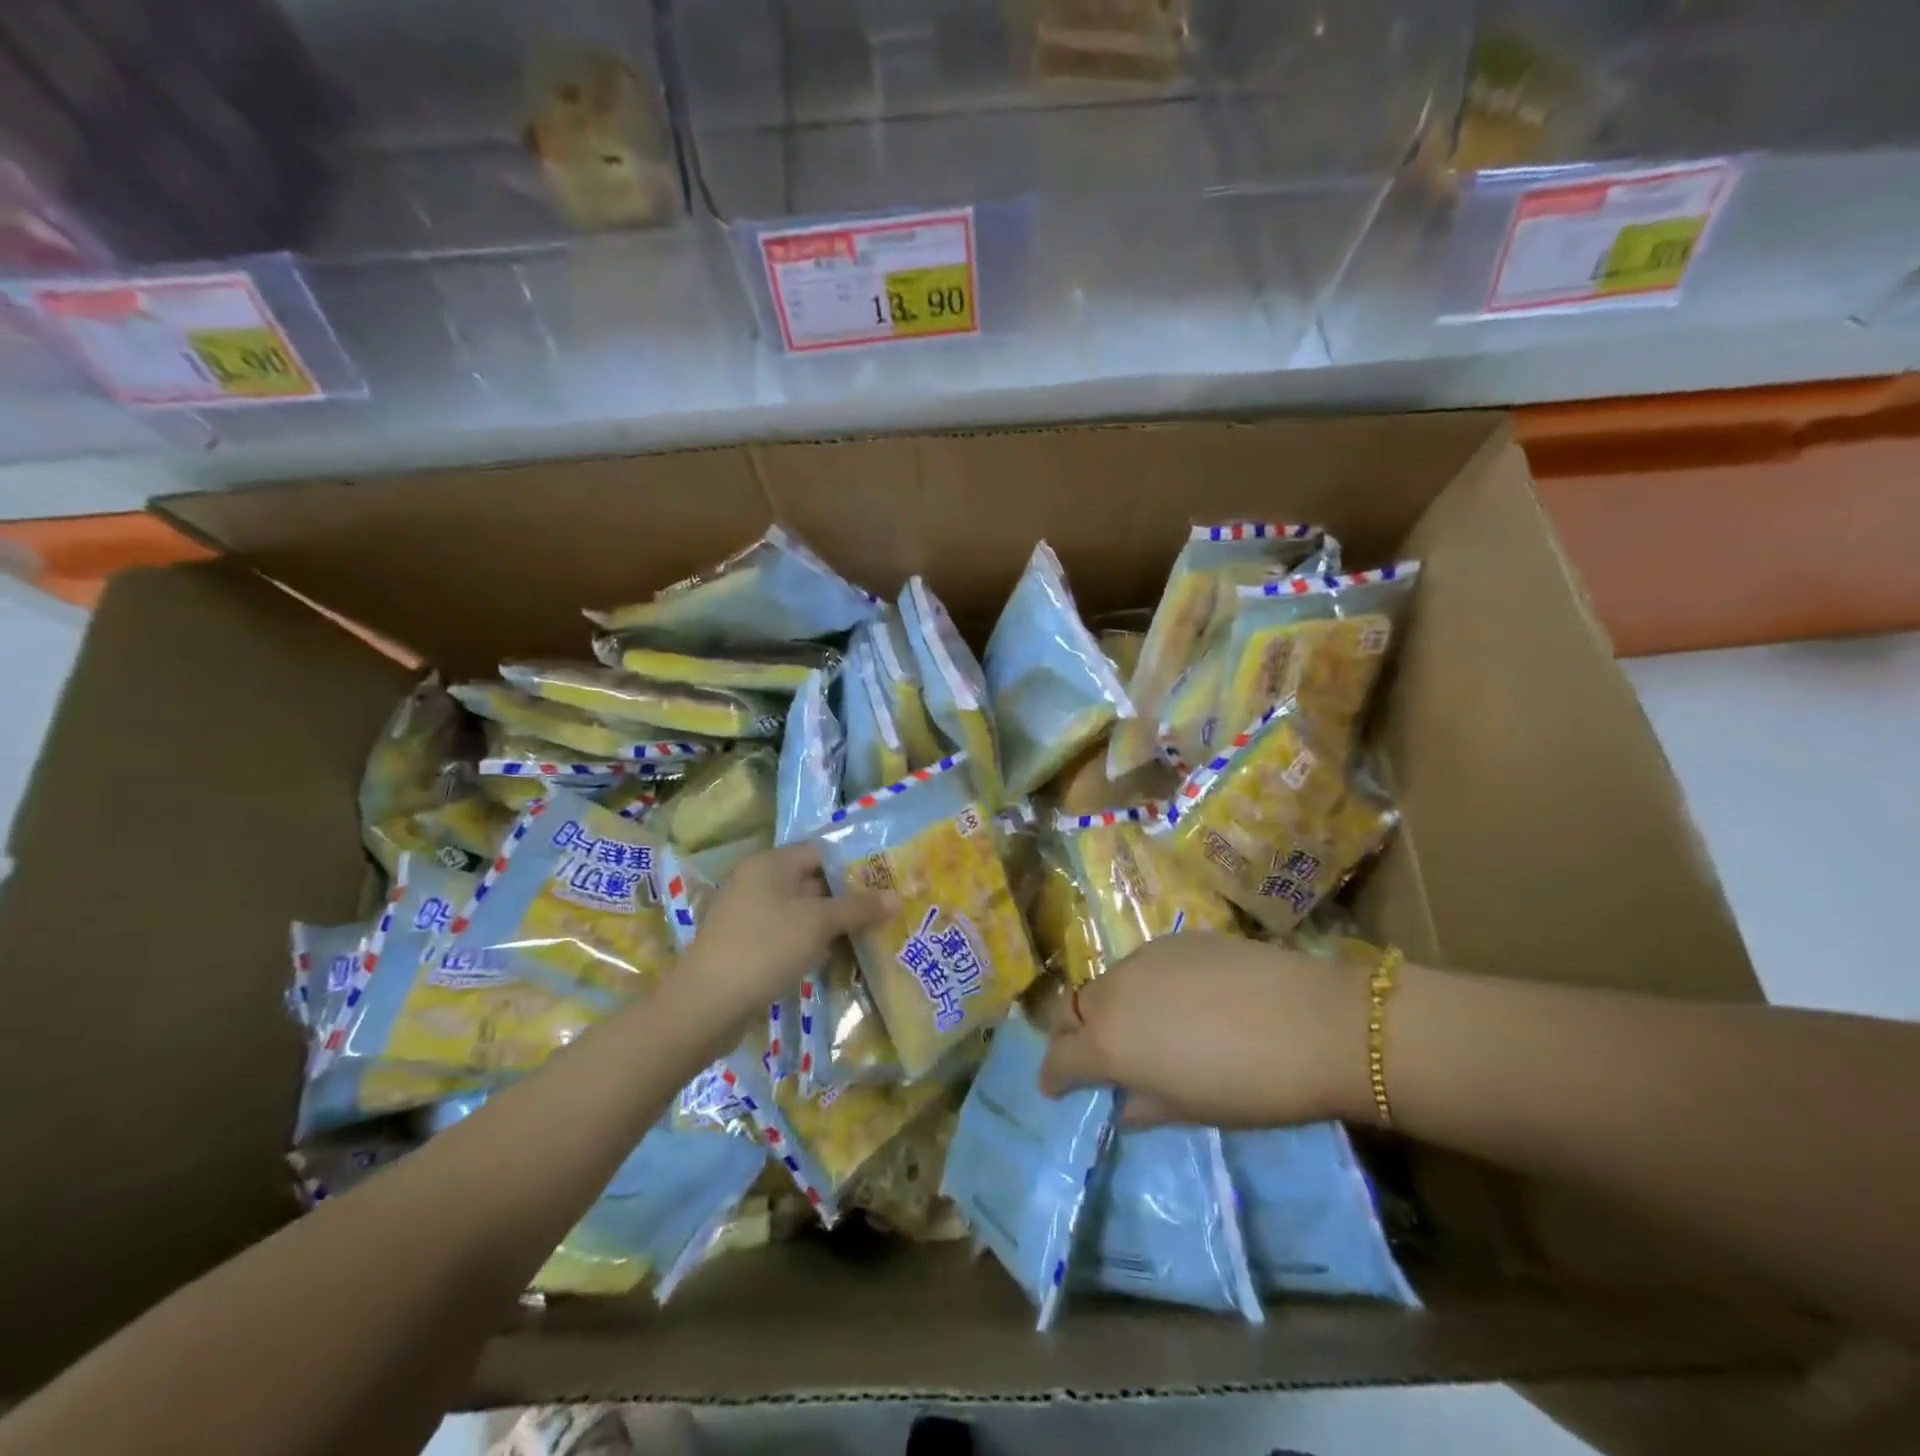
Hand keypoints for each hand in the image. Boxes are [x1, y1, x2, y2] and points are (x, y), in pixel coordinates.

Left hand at [672, 843, 894, 1029]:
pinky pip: (788, 935)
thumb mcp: (818, 924)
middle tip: (886, 909)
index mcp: (770, 864)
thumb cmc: (765, 948)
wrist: (706, 1006)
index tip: (886, 880)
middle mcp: (757, 882)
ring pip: (801, 912)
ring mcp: (749, 916)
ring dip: (832, 923)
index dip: (854, 864)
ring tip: (871, 934)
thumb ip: (858, 908)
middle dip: (847, 896)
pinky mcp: (747, 946)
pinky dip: (811, 942)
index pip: (821, 852)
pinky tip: (836, 957)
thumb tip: (897, 897)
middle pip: (812, 881)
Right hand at [1038, 933, 1374, 1128]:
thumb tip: (1124, 1105)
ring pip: (1106, 983)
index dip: (1053, 1076)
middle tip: (1089, 1055)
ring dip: (1107, 1008)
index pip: (1059, 1058)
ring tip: (1139, 1027)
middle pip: (1070, 1010)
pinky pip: (1142, 964)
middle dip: (1069, 1034)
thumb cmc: (1249, 1086)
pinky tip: (1179, 999)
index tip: (1056, 1089)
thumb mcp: (1192, 1110)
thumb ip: (1146, 1106)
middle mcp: (1113, 993)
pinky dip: (1143, 985)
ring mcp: (1143, 958)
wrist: (1314, 1022)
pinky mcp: (1175, 938)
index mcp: (1108, 1043)